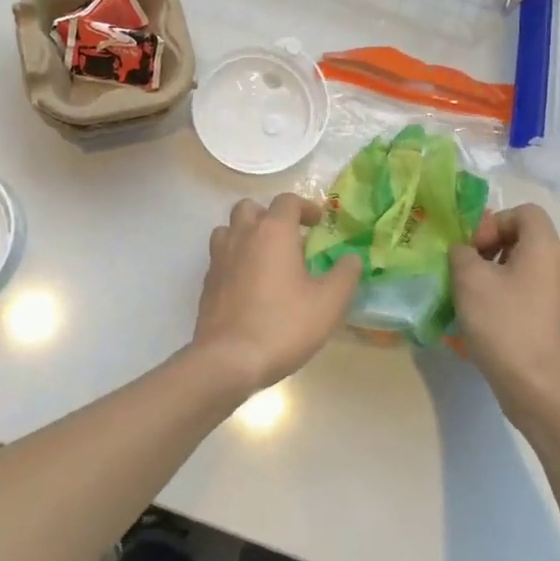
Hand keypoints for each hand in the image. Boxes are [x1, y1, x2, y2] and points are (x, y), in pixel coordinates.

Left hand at [188, 195, 362, 397]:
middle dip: (270, 216)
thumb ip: (345, 275)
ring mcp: (219, 258)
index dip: (305, 207)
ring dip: (247, 234)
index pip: (287, 201)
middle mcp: (242, 235)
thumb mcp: (328, 303)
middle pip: (250, 208)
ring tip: (265, 257)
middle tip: (289, 238)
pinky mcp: (207, 282)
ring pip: (229, 229)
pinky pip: (220, 256)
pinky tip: (249, 284)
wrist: (229, 359)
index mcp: (273, 232)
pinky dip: (235, 259)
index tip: (318, 223)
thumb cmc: (283, 325)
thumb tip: (352, 258)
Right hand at [450, 204, 559, 425]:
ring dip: (495, 274)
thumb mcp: (469, 279)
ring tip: (470, 297)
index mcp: (545, 248)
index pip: (525, 212)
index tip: (474, 248)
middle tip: (466, 270)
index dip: (495, 221)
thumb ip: (461, 253)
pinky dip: (507, 297)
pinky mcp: (557, 322)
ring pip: (525, 268)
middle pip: (525, 239)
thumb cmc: (504, 323)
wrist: (538, 388)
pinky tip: (485, 321)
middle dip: (490, 248)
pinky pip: (529, 294)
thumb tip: (465, 252)